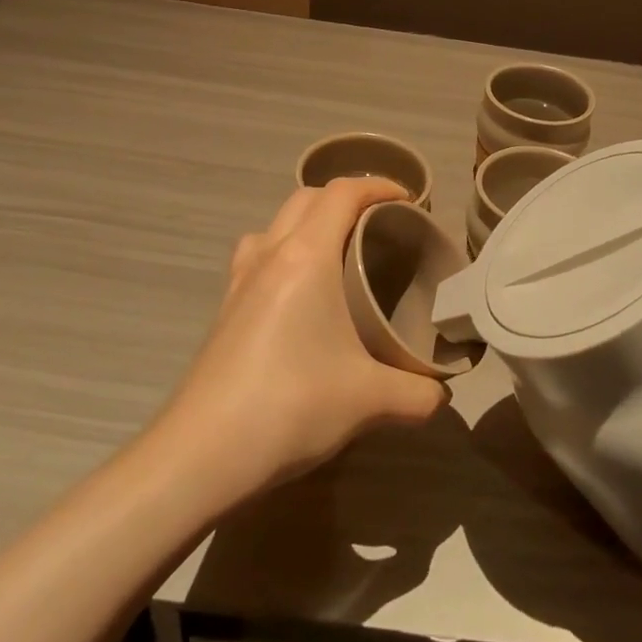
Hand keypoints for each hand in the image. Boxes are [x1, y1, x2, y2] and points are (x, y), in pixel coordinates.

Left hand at [163, 178, 449, 496]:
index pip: (343, 193)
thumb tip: (442, 394)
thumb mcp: (369, 400)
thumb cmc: (290, 406)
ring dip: (308, 222)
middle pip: (307, 197)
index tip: (411, 201)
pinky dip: (284, 252)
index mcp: (306, 257)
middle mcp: (270, 255)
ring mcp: (240, 281)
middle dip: (347, 198)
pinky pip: (257, 255)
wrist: (200, 454)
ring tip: (338, 252)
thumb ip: (418, 393)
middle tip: (381, 225)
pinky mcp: (224, 309)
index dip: (380, 186)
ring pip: (275, 224)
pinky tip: (299, 296)